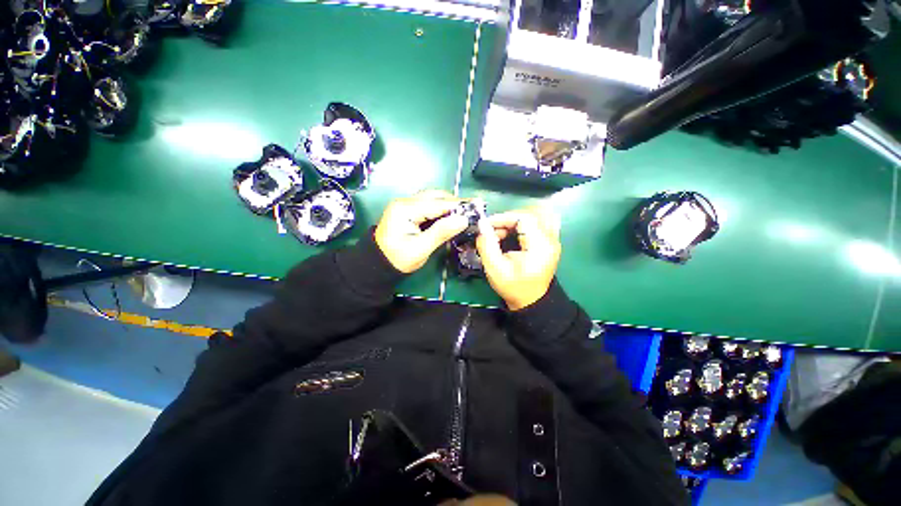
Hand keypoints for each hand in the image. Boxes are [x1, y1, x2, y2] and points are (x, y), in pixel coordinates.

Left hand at [375, 190, 468, 273]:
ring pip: (433, 199)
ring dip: (449, 205)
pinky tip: (451, 216)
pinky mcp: (408, 211)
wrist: (378, 265)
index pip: (437, 203)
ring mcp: (406, 205)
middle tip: (473, 211)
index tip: (477, 206)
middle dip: (455, 203)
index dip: (458, 205)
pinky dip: (441, 210)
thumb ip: (441, 232)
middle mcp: (405, 202)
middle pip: (435, 197)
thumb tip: (463, 219)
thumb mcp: (420, 249)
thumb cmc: (398, 259)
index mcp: (405, 209)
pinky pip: (428, 205)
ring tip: (465, 213)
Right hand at [476, 207, 561, 310]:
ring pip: (537, 214)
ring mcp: (553, 239)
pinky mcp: (551, 241)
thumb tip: (481, 225)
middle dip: (508, 219)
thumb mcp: (495, 269)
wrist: (531, 301)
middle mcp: (551, 239)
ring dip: (517, 219)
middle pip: (530, 212)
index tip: (487, 226)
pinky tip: (515, 233)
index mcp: (539, 246)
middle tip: (495, 232)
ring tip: (504, 233)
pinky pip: (541, 221)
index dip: (503, 218)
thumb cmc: (513, 287)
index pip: (524, 217)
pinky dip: (526, 222)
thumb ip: (487, 245)